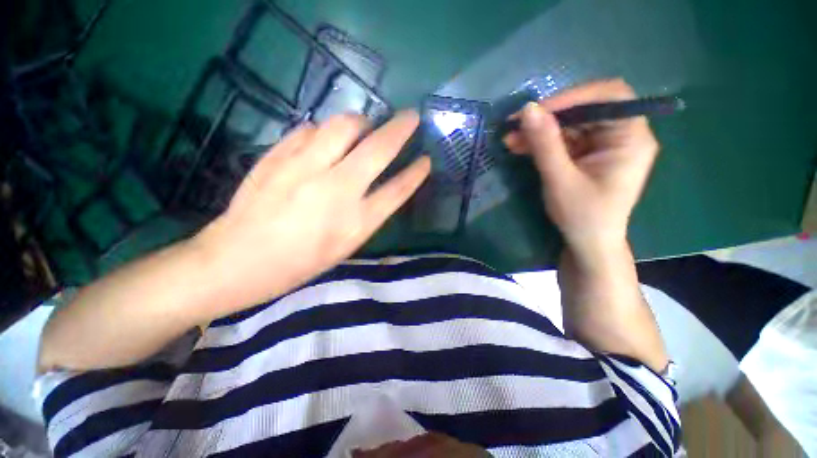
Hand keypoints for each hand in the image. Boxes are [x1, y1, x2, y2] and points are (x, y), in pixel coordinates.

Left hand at [194, 111, 429, 311]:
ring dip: (362, 122)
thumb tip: (381, 183)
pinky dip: (325, 130)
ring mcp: (305, 168)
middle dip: (401, 128)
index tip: (426, 159)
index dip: (416, 173)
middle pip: (378, 148)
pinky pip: (310, 129)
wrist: (239, 259)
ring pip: (344, 125)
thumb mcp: (345, 246)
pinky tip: (324, 139)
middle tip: (410, 117)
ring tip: (364, 127)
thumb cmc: (300, 262)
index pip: (397, 190)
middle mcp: (336, 190)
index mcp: (356, 222)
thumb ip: (368, 214)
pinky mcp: (278, 155)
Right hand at [504, 79, 658, 254]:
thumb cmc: (582, 217)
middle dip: (549, 117)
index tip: (537, 111)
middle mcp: (622, 135)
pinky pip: (564, 140)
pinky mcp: (587, 155)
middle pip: (586, 110)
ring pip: (571, 125)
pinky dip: (542, 142)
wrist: (587, 244)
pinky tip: (520, 146)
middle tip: (516, 126)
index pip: (609, 97)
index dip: (573, 97)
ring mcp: (604, 145)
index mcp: (631, 138)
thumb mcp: (561, 180)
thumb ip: (545, 144)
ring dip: (540, 131)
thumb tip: (527, 109)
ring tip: (511, 139)